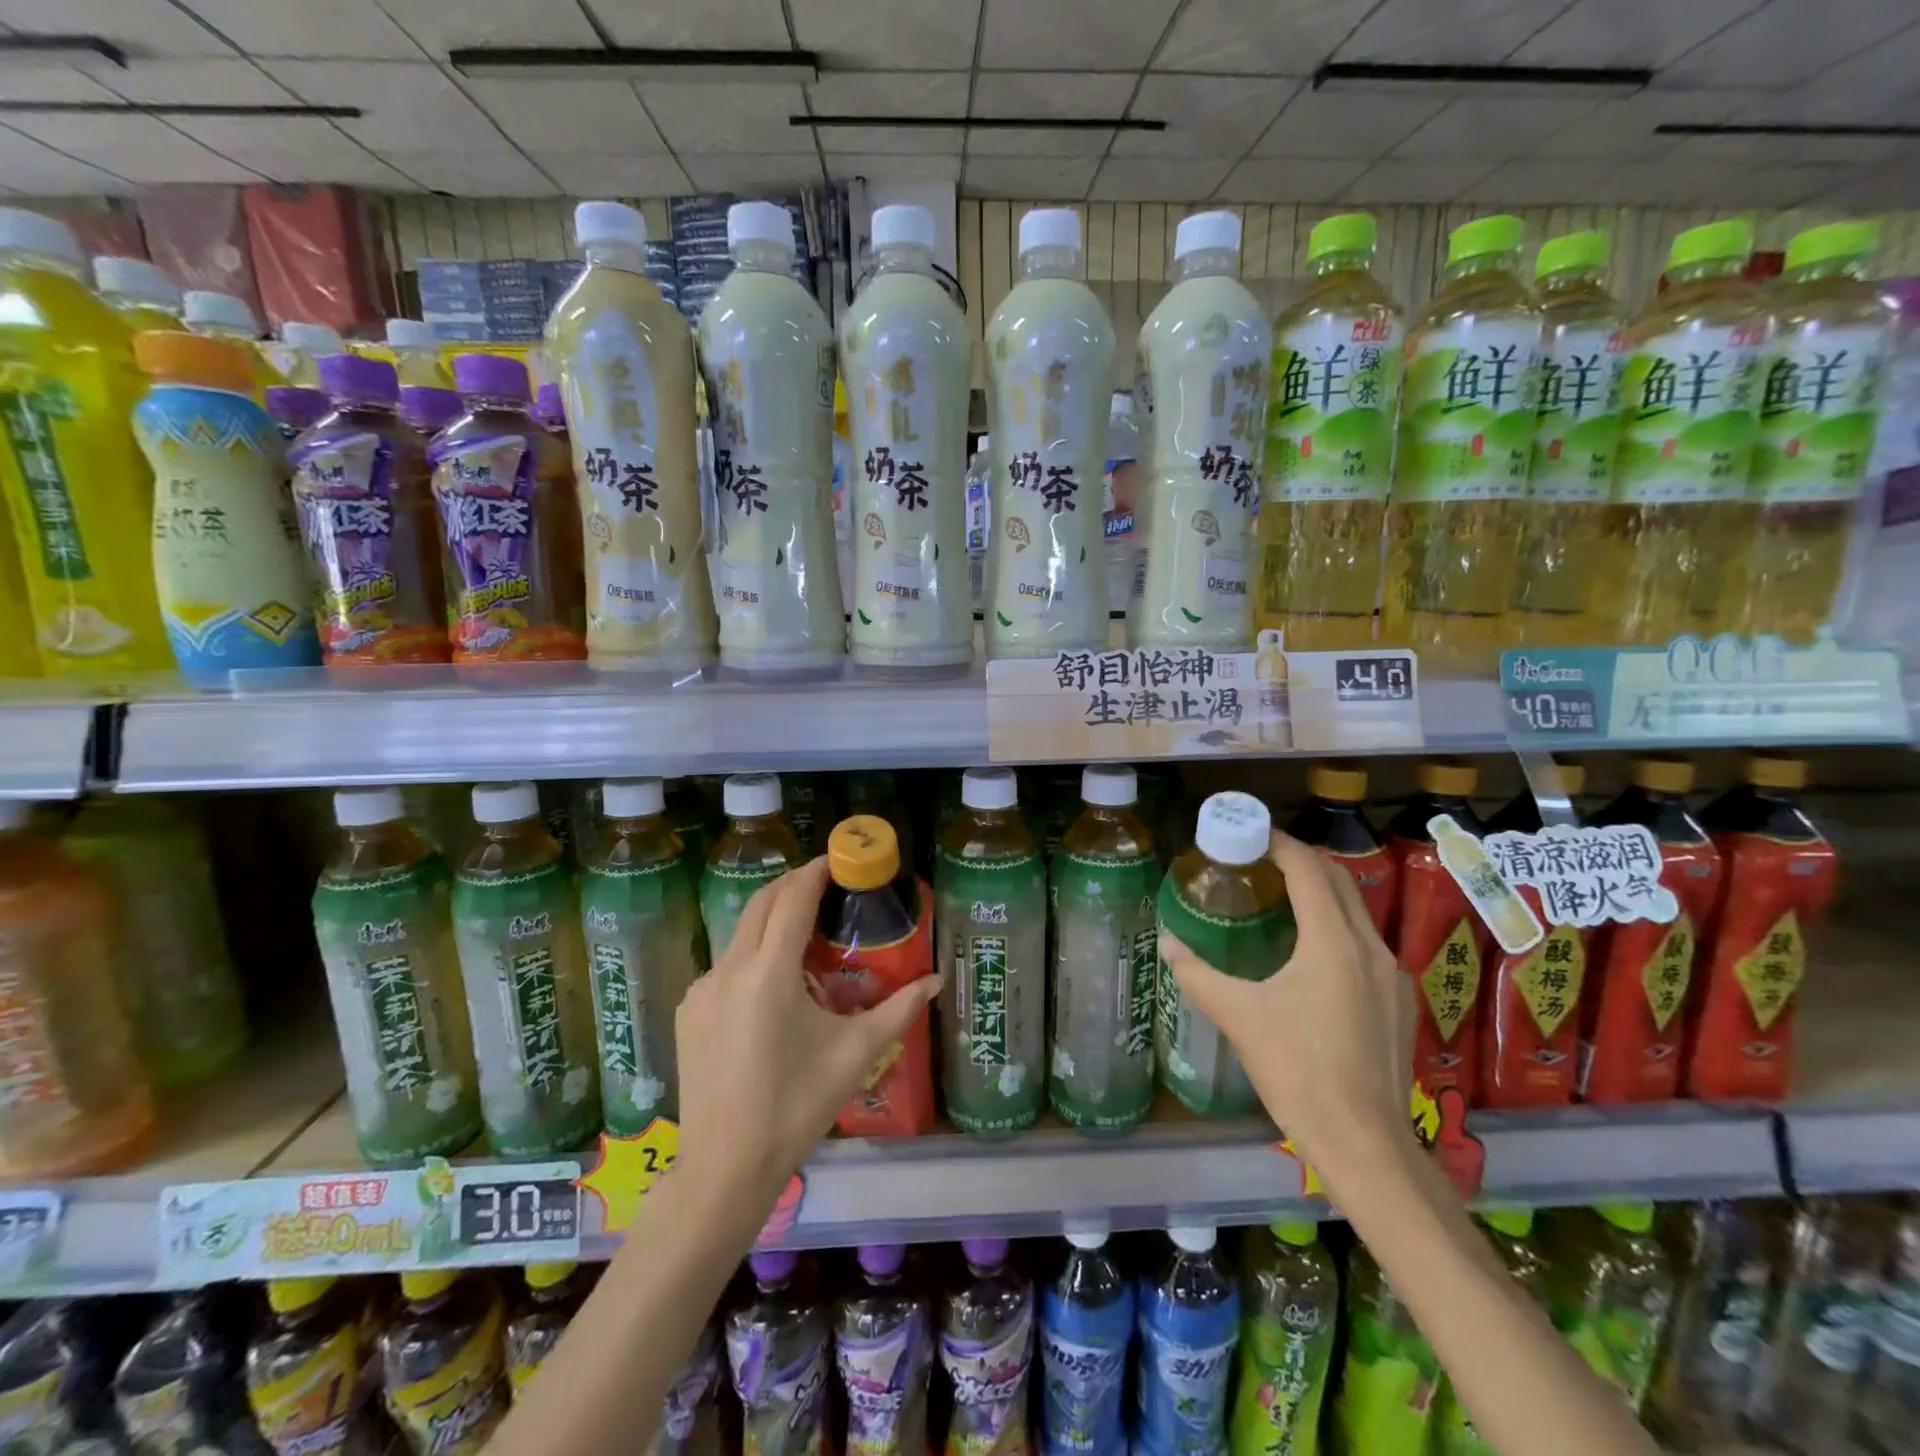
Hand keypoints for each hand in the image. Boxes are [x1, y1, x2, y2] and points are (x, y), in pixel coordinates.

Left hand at [674, 856, 940, 1210]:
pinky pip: (725, 964)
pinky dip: (753, 954)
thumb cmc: (797, 1106)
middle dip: (794, 883)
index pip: (794, 899)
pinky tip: (774, 985)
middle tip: (827, 882)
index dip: (817, 872)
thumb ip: (899, 1010)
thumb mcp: (855, 1054)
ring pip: (741, 933)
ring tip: (806, 932)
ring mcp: (702, 989)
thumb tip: (937, 980)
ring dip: (772, 918)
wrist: (725, 1168)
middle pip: (762, 903)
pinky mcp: (689, 1010)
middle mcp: (729, 969)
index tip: (839, 859)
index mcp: (769, 973)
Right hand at [1159, 830, 1416, 1177]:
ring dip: (1320, 891)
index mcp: (1333, 942)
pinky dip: (1335, 924)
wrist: (1363, 1142)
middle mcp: (1370, 947)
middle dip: (1301, 859)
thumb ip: (1197, 974)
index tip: (1248, 833)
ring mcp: (1392, 974)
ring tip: (1279, 896)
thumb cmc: (1296, 1071)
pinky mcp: (1398, 1000)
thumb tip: (1168, 944)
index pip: (1308, 869)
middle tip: (1259, 856)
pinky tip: (1309, 950)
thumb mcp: (1238, 1016)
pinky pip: (1365, 941)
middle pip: (1338, 880)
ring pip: (1356, 910)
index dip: (1279, 843)